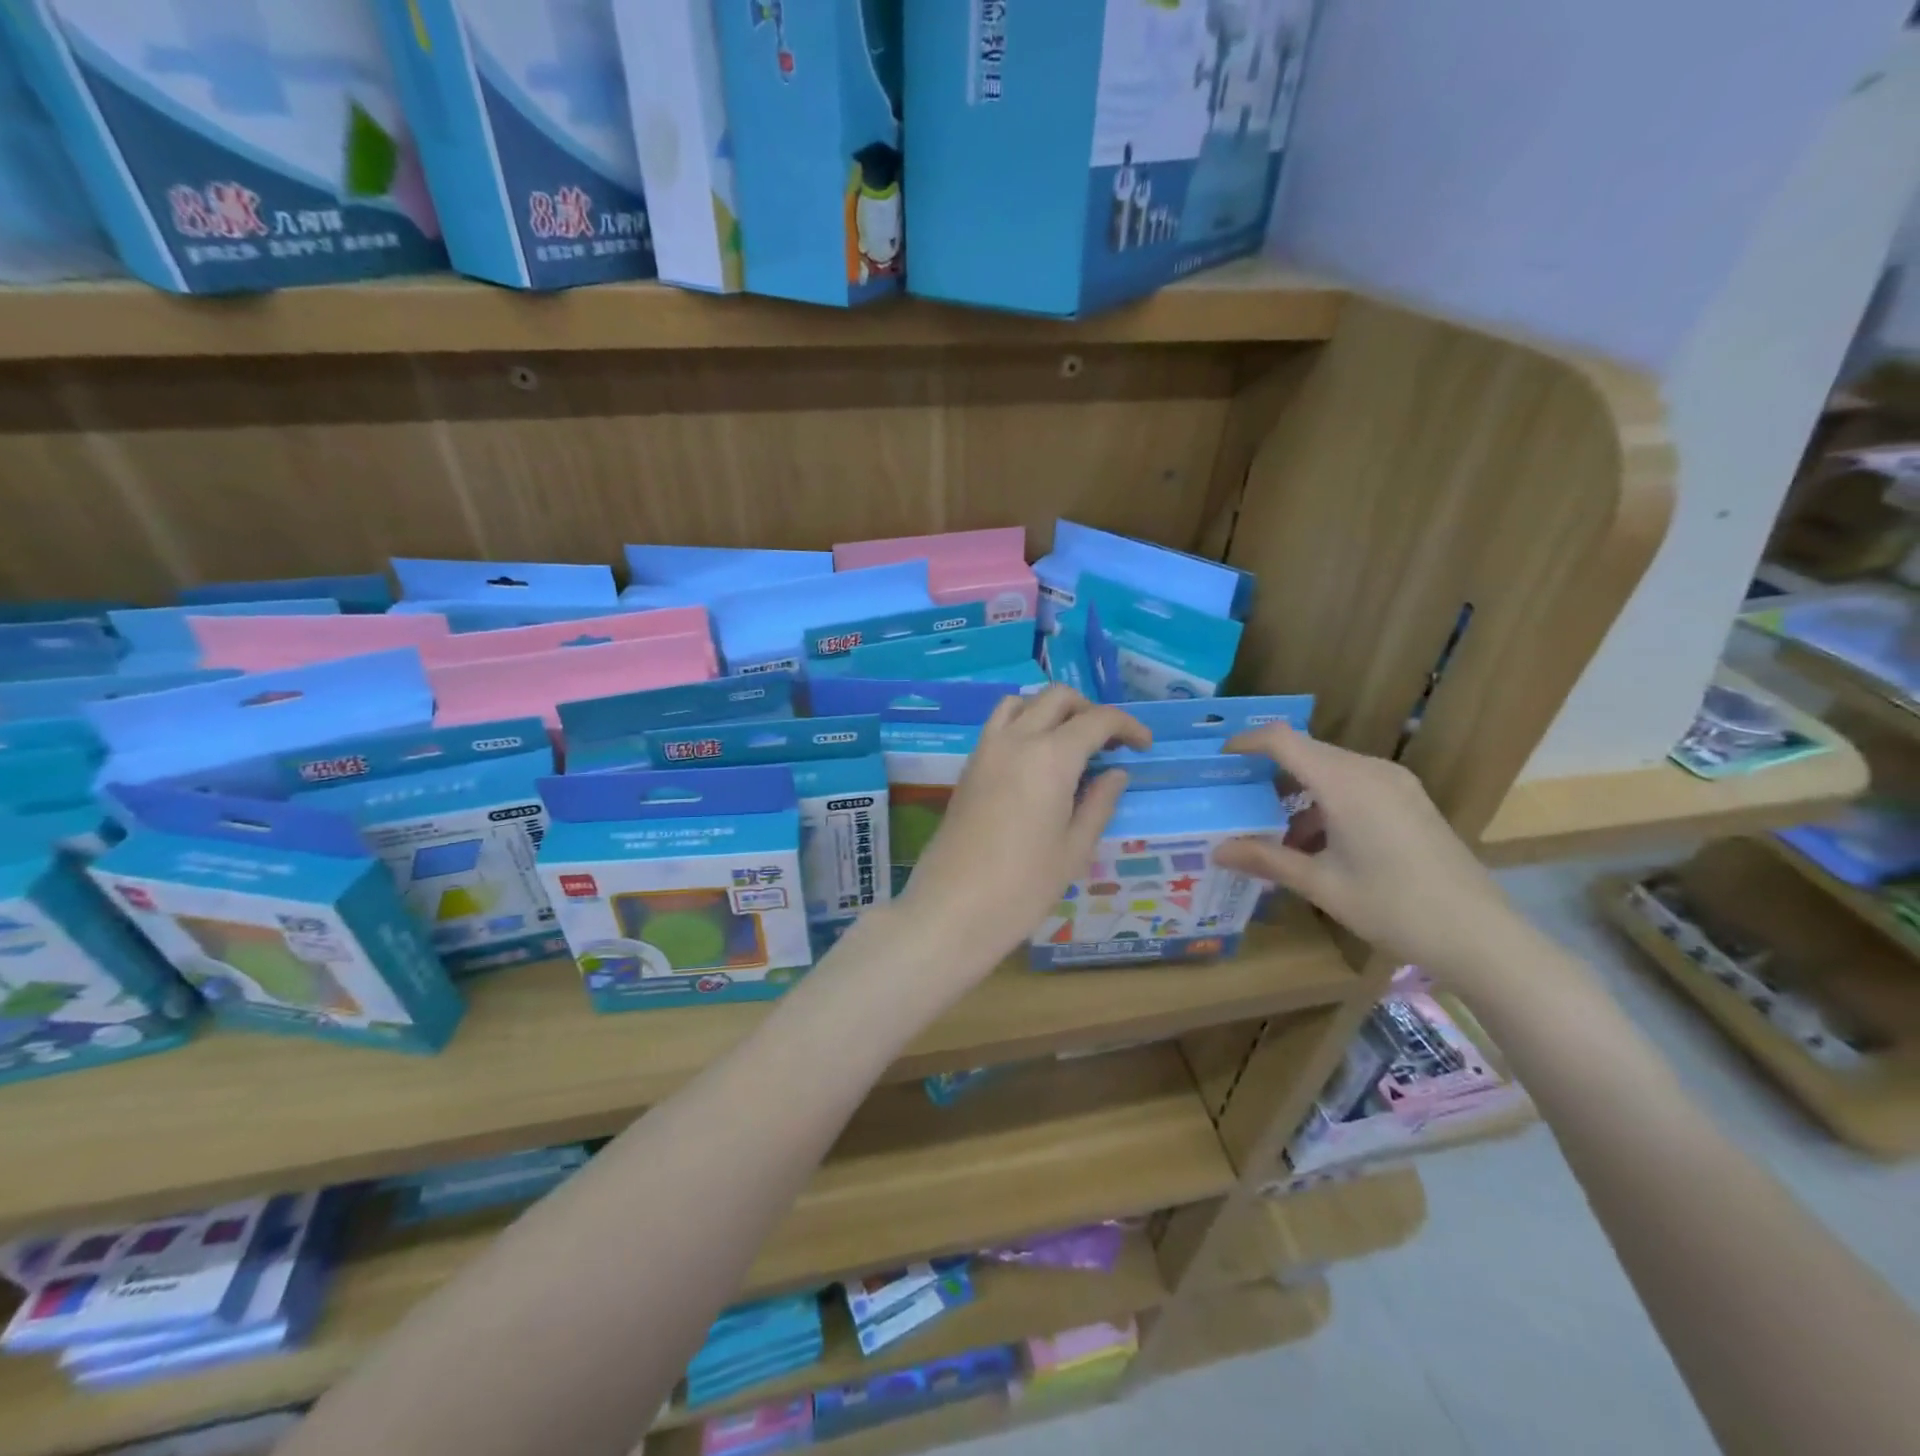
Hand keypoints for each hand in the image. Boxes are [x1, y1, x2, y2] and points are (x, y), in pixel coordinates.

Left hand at [901, 686, 1149, 971]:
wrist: (953, 907)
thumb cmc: (1023, 886)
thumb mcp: (1075, 848)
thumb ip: (1099, 802)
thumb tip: (1116, 773)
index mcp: (1051, 756)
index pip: (1098, 719)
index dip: (1128, 726)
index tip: (1144, 746)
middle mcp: (1016, 739)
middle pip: (1057, 698)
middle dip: (1089, 710)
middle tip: (1108, 744)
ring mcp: (986, 749)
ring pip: (1021, 702)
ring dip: (1051, 710)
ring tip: (1069, 744)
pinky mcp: (968, 766)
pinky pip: (999, 724)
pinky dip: (1023, 723)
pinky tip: (1036, 761)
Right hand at [1213, 724, 1518, 981]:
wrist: (1480, 935)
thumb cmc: (1393, 907)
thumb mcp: (1321, 885)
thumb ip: (1266, 860)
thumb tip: (1216, 850)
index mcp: (1345, 783)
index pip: (1284, 740)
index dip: (1247, 741)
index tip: (1219, 759)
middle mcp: (1371, 771)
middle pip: (1307, 752)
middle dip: (1269, 770)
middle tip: (1237, 796)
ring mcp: (1396, 784)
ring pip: (1332, 769)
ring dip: (1299, 790)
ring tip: (1274, 829)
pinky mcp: (1411, 800)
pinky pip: (1356, 784)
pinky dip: (1327, 800)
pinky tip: (1318, 842)